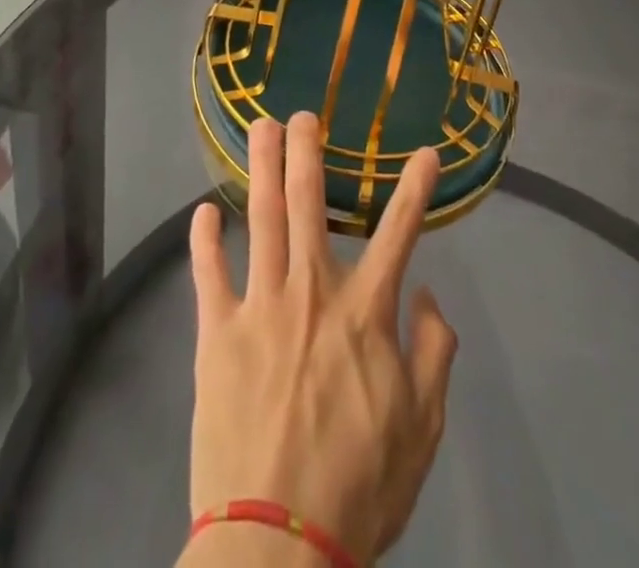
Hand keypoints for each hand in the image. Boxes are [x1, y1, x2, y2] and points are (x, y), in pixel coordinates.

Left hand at [182, 114, 456, 565]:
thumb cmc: (359, 487)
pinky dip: (205, 240)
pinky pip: (209, 274)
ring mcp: (260, 307)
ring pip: (261, 218)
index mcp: (365, 312)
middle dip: (308, 152)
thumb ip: (434, 353)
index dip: (415, 188)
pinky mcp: (216, 334)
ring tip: (261, 128)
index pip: (399, 233)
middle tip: (303, 114)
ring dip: (262, 167)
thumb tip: (428, 294)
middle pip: (309, 203)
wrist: (278, 546)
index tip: (425, 151)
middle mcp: (312, 292)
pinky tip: (204, 212)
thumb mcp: (422, 428)